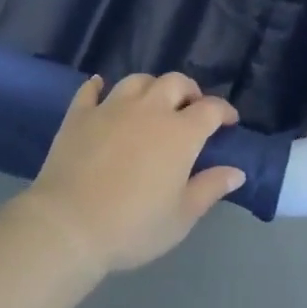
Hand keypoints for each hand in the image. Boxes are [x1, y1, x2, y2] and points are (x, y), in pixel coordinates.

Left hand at [23, 74, 245, 275]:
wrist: (69, 225)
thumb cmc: (133, 227)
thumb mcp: (181, 217)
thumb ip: (210, 188)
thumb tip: (236, 171)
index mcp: (180, 133)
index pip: (210, 109)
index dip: (224, 111)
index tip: (229, 121)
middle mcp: (149, 109)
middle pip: (175, 83)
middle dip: (189, 91)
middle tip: (191, 108)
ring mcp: (111, 107)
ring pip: (137, 80)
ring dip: (151, 87)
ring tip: (152, 102)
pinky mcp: (79, 115)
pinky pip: (90, 90)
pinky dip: (98, 86)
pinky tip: (100, 88)